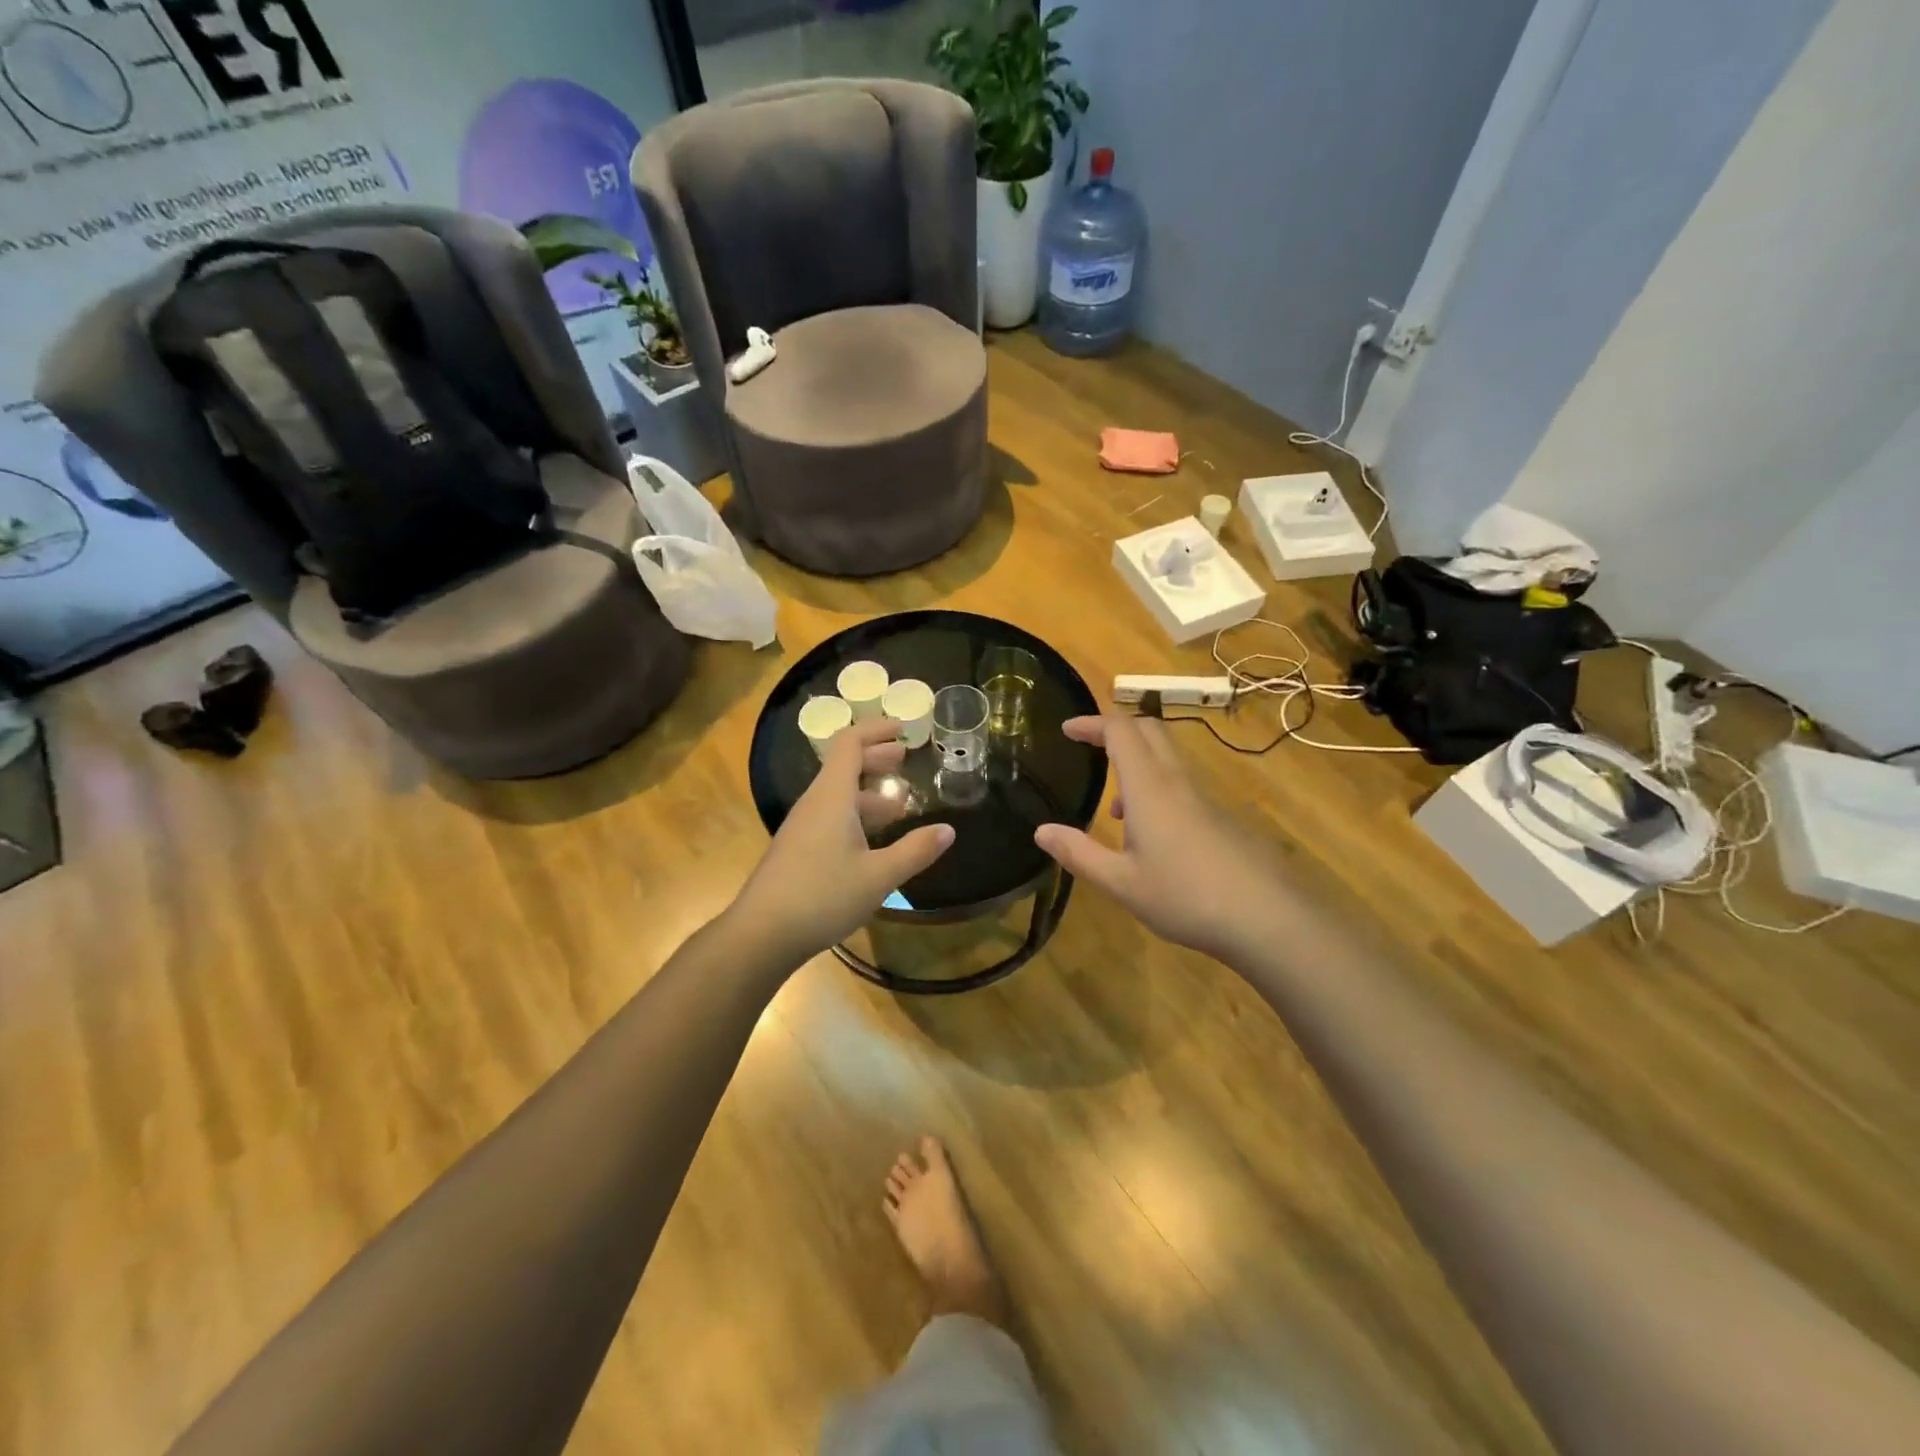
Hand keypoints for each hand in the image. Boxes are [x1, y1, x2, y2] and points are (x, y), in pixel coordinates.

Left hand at [733, 717, 955, 963]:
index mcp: (832, 797)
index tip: (903, 729)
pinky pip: (830, 817)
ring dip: (868, 793)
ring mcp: (802, 828)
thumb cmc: (822, 896)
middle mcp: (814, 804)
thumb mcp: (878, 876)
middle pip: (844, 766)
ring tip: (898, 807)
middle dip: (876, 759)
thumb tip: (948, 830)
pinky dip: (855, 816)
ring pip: (838, 796)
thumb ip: (915, 851)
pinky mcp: (797, 850)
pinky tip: (872, 842)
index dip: (876, 730)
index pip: (850, 744)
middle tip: (905, 760)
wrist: (761, 934)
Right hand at [1034, 713, 1286, 960]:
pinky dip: (1157, 787)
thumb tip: (1041, 831)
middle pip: (1149, 729)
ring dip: (1137, 762)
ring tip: (1115, 808)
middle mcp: (1177, 781)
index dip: (1092, 723)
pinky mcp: (1222, 816)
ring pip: (1167, 757)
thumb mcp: (1121, 882)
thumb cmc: (1185, 897)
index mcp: (1149, 787)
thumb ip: (1078, 853)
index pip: (1120, 731)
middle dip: (1117, 730)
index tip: (1067, 729)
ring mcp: (1205, 797)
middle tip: (1089, 747)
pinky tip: (1152, 836)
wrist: (1267, 917)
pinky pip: (1182, 783)